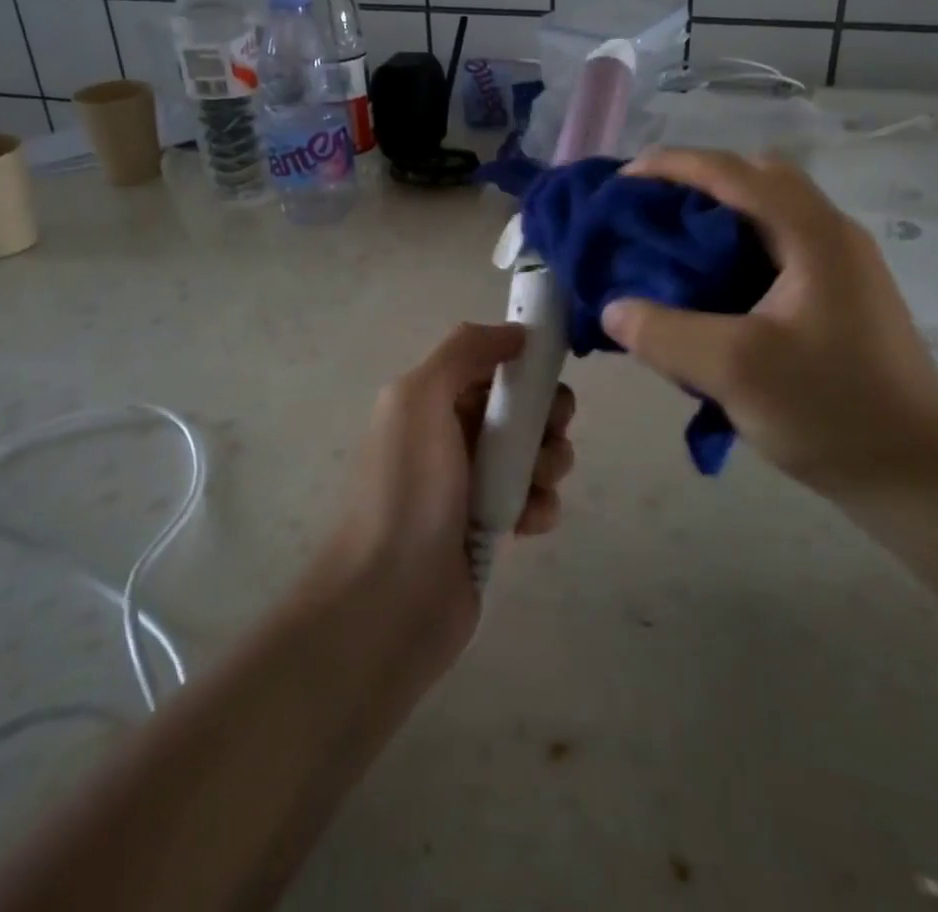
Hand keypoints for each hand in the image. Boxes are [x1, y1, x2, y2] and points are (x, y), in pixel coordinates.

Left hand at [321, 323, 576, 672]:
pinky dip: (541, 507)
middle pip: (521, 408)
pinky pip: (534, 500)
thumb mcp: (420, 399)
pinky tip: (528, 524)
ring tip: (534, 487)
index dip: (525, 367)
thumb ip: (464, 351)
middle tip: (549, 435)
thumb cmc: (405, 491)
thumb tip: (516, 332)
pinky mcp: (490, 528)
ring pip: (535, 453)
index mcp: (431, 400)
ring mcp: (471, 484)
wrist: (387, 604)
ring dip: (549, 463)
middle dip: (546, 418)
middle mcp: (451, 435)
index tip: (550, 378)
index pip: (492, 365)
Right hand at [599, 149, 937, 499]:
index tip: (622, 181)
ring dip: (717, 216)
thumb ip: (664, 333)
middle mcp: (831, 235)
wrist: (921, 477)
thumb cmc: (833, 412)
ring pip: (768, 214)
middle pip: (756, 178)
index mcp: (813, 234)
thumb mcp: (735, 371)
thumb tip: (613, 309)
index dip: (672, 165)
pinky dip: (734, 250)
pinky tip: (709, 290)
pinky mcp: (840, 297)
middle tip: (651, 211)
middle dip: (697, 183)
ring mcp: (841, 266)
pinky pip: (776, 249)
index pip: (733, 171)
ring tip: (670, 246)